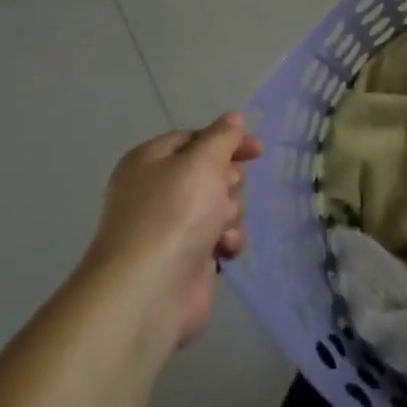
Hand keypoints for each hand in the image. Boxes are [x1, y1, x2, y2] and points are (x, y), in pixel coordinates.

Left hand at [89, 113, 262, 347]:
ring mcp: (172, 226)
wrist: (150, 289)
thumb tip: (233, 118)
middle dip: (229, 183)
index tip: (257, 151)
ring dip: (231, 213)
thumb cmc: (174, 213)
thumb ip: (222, 136)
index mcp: (150, 161)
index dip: (227, 141)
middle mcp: (157, 191)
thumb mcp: (202, 161)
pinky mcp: (187, 257)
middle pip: (212, 173)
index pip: (194, 138)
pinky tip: (224, 249)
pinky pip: (220, 236)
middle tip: (225, 193)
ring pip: (221, 205)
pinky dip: (227, 240)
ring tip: (221, 228)